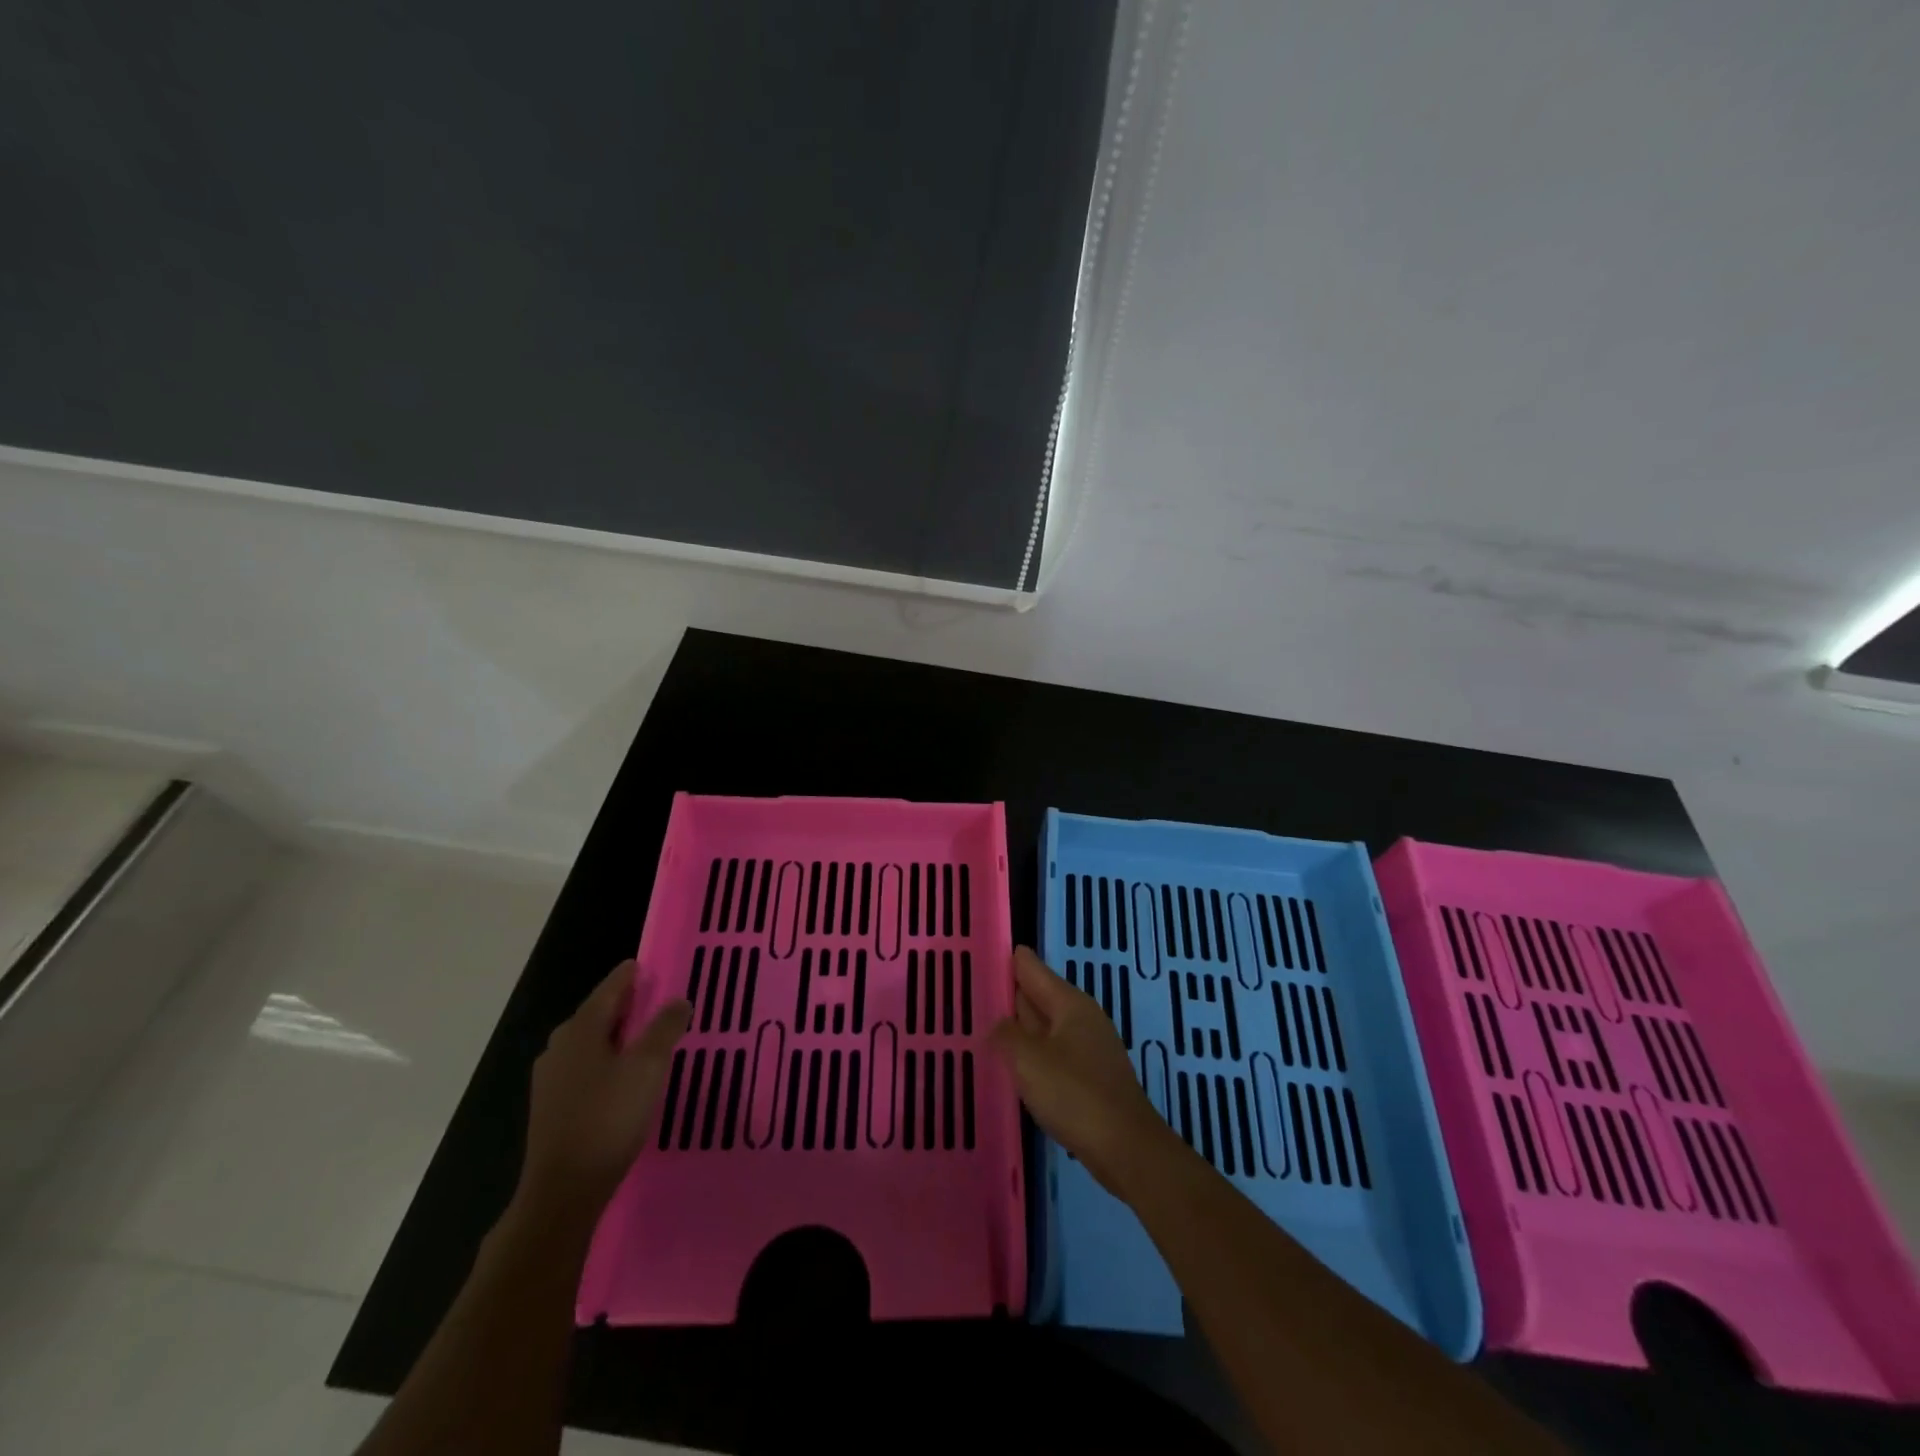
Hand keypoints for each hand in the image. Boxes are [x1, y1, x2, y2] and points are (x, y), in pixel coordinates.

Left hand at [518, 960, 690, 1222]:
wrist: (563, 1190)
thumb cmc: (608, 1118)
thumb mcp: (647, 1067)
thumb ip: (665, 1028)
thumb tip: (678, 1000)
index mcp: (581, 1029)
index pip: (610, 988)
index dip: (631, 975)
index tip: (650, 965)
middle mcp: (560, 1046)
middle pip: (598, 1013)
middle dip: (626, 1005)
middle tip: (658, 1000)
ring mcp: (551, 1078)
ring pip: (591, 1042)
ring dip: (617, 1034)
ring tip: (647, 1036)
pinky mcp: (552, 1106)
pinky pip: (585, 1067)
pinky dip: (607, 1059)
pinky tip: (624, 1075)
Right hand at [989, 946, 1175, 1197]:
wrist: (1126, 1148)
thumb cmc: (1074, 1094)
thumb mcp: (1028, 1060)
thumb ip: (1005, 1035)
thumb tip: (997, 1024)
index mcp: (1070, 1003)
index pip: (1032, 968)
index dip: (1007, 960)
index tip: (982, 952)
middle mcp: (1082, 1017)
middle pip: (1040, 995)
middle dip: (1011, 993)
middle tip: (974, 988)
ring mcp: (1090, 1048)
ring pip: (1046, 1027)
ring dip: (1021, 1027)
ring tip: (986, 1026)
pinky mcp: (1091, 1077)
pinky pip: (1054, 1053)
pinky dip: (1034, 1053)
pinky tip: (1016, 1066)